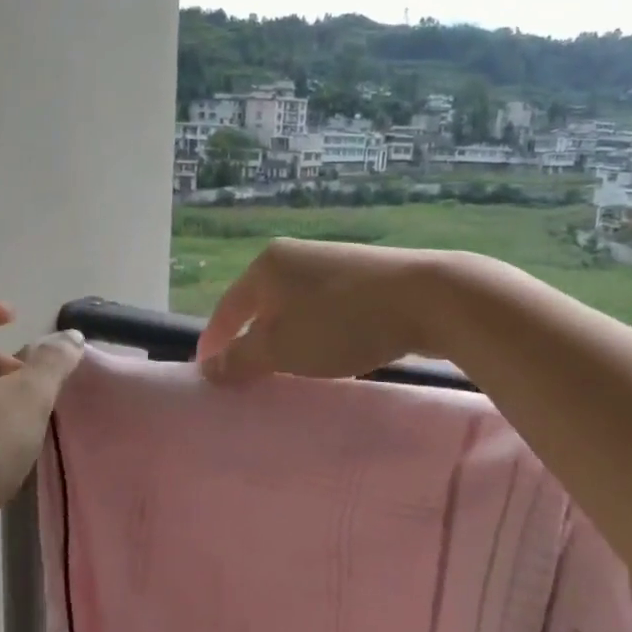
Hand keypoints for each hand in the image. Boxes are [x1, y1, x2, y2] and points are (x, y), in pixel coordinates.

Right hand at [194, 239, 439, 384]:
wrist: (426, 298)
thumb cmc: (340, 323)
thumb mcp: (281, 348)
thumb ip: (240, 359)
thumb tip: (208, 367)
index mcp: (266, 266)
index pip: (227, 309)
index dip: (213, 342)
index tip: (206, 372)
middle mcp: (294, 257)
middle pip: (259, 305)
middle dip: (251, 340)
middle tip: (246, 375)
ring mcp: (331, 263)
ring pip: (293, 308)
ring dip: (286, 338)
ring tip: (286, 368)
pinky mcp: (363, 276)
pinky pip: (324, 309)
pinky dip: (316, 332)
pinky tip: (329, 352)